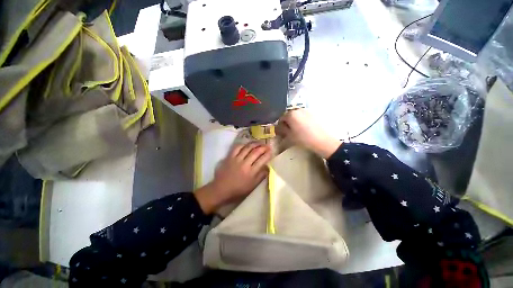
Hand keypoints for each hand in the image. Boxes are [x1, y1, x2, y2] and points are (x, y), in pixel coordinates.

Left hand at [194, 142, 271, 213]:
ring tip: (259, 143)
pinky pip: (237, 148)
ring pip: (247, 148)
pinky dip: (243, 144)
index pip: (262, 160)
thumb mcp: (252, 186)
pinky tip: (247, 144)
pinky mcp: (229, 157)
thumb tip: (268, 167)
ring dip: (255, 144)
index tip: (271, 151)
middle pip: (256, 152)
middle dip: (263, 147)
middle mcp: (245, 164)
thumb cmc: (238, 190)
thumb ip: (261, 176)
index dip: (268, 154)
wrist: (221, 189)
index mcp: (251, 172)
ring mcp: (236, 159)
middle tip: (267, 145)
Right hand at [276, 109, 341, 158]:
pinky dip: (301, 120)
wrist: (323, 140)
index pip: (281, 118)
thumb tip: (278, 127)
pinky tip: (305, 128)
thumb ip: (282, 130)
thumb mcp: (289, 136)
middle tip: (289, 131)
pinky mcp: (314, 114)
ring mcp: (307, 111)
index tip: (281, 131)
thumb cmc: (304, 138)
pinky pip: (304, 116)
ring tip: (297, 130)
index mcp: (291, 114)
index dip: (280, 125)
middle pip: (289, 115)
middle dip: (287, 122)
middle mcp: (298, 110)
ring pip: (297, 115)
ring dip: (294, 121)